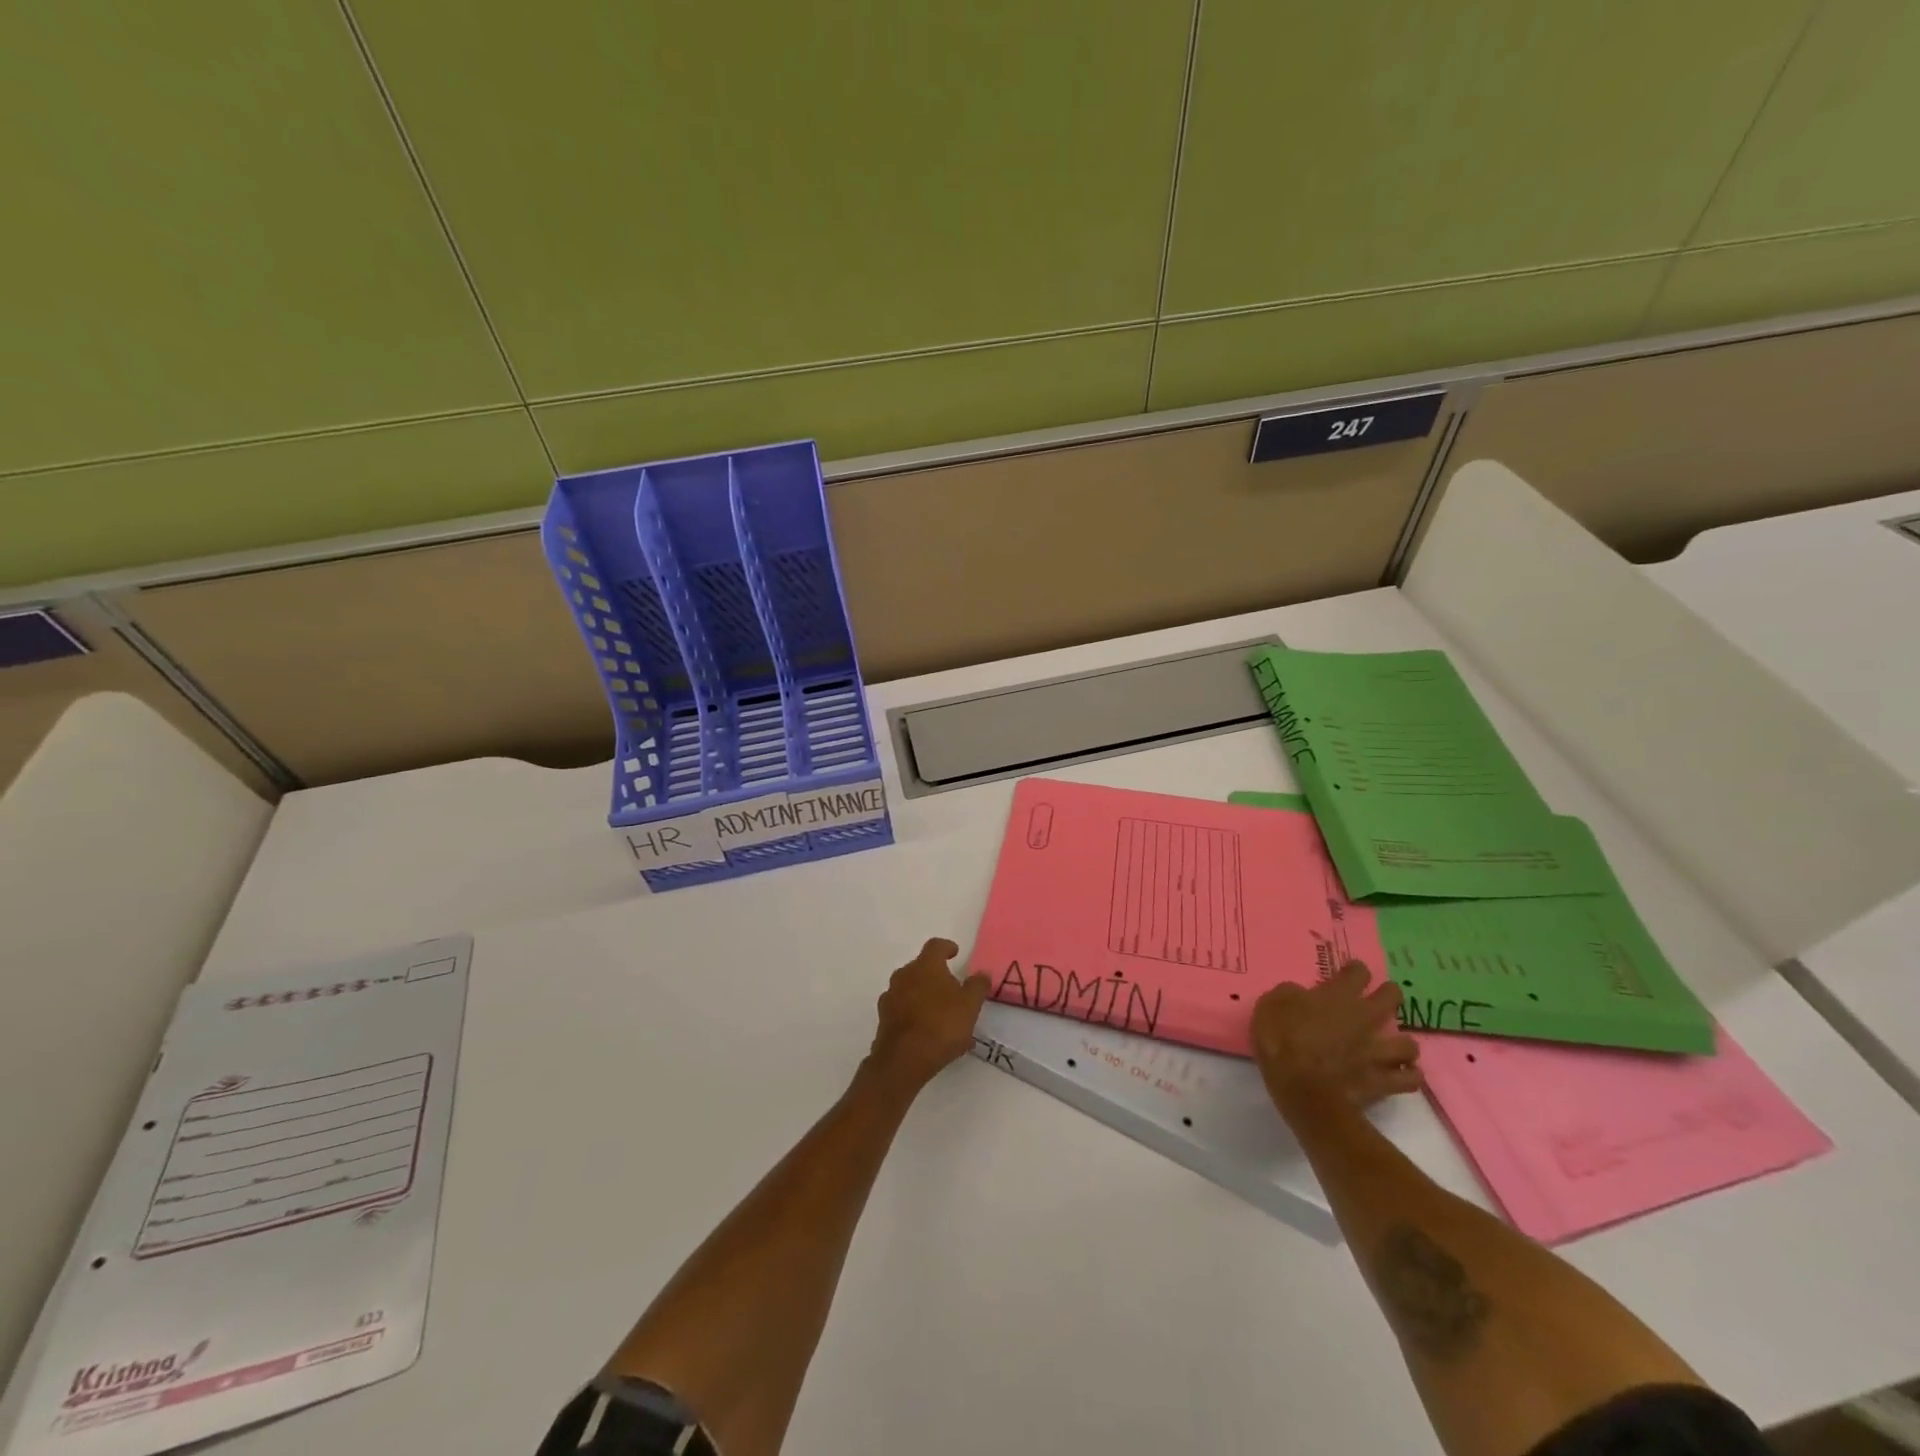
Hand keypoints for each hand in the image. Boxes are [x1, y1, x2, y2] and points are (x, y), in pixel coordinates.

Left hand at [868, 938, 991, 1089]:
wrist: (903, 1060)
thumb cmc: (941, 1025)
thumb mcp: (969, 1006)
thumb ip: (977, 986)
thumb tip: (982, 973)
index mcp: (925, 965)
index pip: (935, 946)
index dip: (946, 947)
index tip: (955, 952)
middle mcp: (904, 975)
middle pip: (921, 967)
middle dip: (936, 975)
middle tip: (952, 989)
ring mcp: (890, 996)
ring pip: (910, 989)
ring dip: (925, 996)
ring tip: (942, 1015)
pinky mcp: (883, 1018)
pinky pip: (903, 1009)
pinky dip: (915, 1014)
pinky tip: (928, 1032)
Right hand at [1251, 960, 1422, 1115]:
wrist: (1303, 1089)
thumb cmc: (1282, 1041)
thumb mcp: (1270, 1006)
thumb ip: (1289, 994)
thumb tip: (1300, 994)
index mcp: (1338, 996)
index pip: (1357, 972)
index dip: (1355, 970)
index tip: (1349, 972)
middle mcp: (1365, 1018)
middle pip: (1392, 997)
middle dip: (1389, 994)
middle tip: (1379, 1000)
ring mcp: (1378, 1051)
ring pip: (1409, 1043)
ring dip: (1402, 1043)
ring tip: (1392, 1046)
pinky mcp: (1385, 1081)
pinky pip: (1410, 1078)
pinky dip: (1408, 1076)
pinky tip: (1400, 1075)